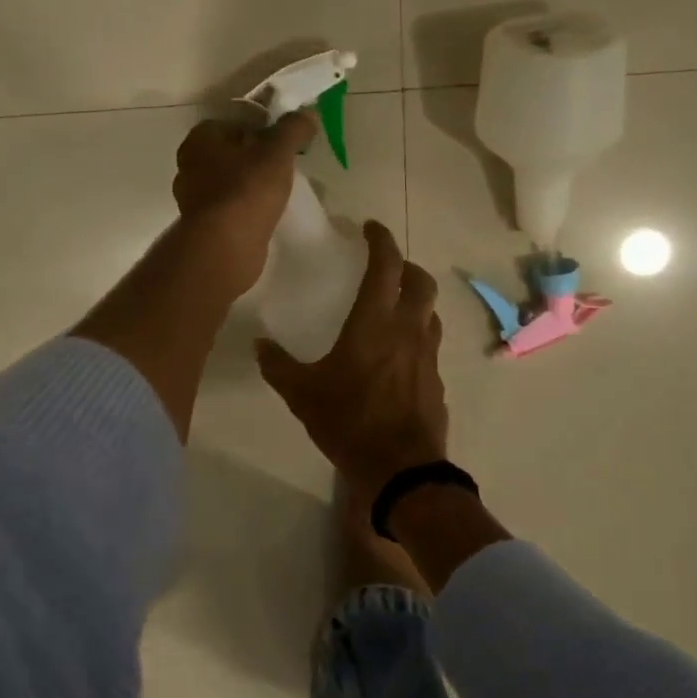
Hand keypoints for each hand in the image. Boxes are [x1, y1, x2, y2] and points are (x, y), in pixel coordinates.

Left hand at [173, 111, 316, 297]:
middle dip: (256, 156)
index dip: (261, 127)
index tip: (284, 140)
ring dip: (251, 183)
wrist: (224, 248)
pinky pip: (230, 207)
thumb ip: (293, 129)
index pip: (233, 122)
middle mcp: (190, 165)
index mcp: (200, 139)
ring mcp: (194, 198)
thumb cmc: (246, 190)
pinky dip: (247, 207)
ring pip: (230, 181)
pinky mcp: (205, 225)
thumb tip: (308, 112)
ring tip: (280, 189)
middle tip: (285, 164)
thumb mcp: (277, 152)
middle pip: (231, 152)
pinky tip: (267, 213)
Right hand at [255, 221, 448, 502]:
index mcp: (374, 323)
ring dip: (416, 301)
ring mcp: (427, 355)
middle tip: (387, 268)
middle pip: (420, 282)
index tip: (370, 228)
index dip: (380, 240)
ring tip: (395, 308)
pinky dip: (418, 336)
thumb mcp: (302, 394)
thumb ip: (279, 366)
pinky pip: (430, 345)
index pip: (385, 266)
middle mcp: (407, 330)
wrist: (400, 469)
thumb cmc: (349, 422)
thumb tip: (259, 345)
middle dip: (406, 266)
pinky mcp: (437, 381)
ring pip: (430, 313)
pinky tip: (399, 356)